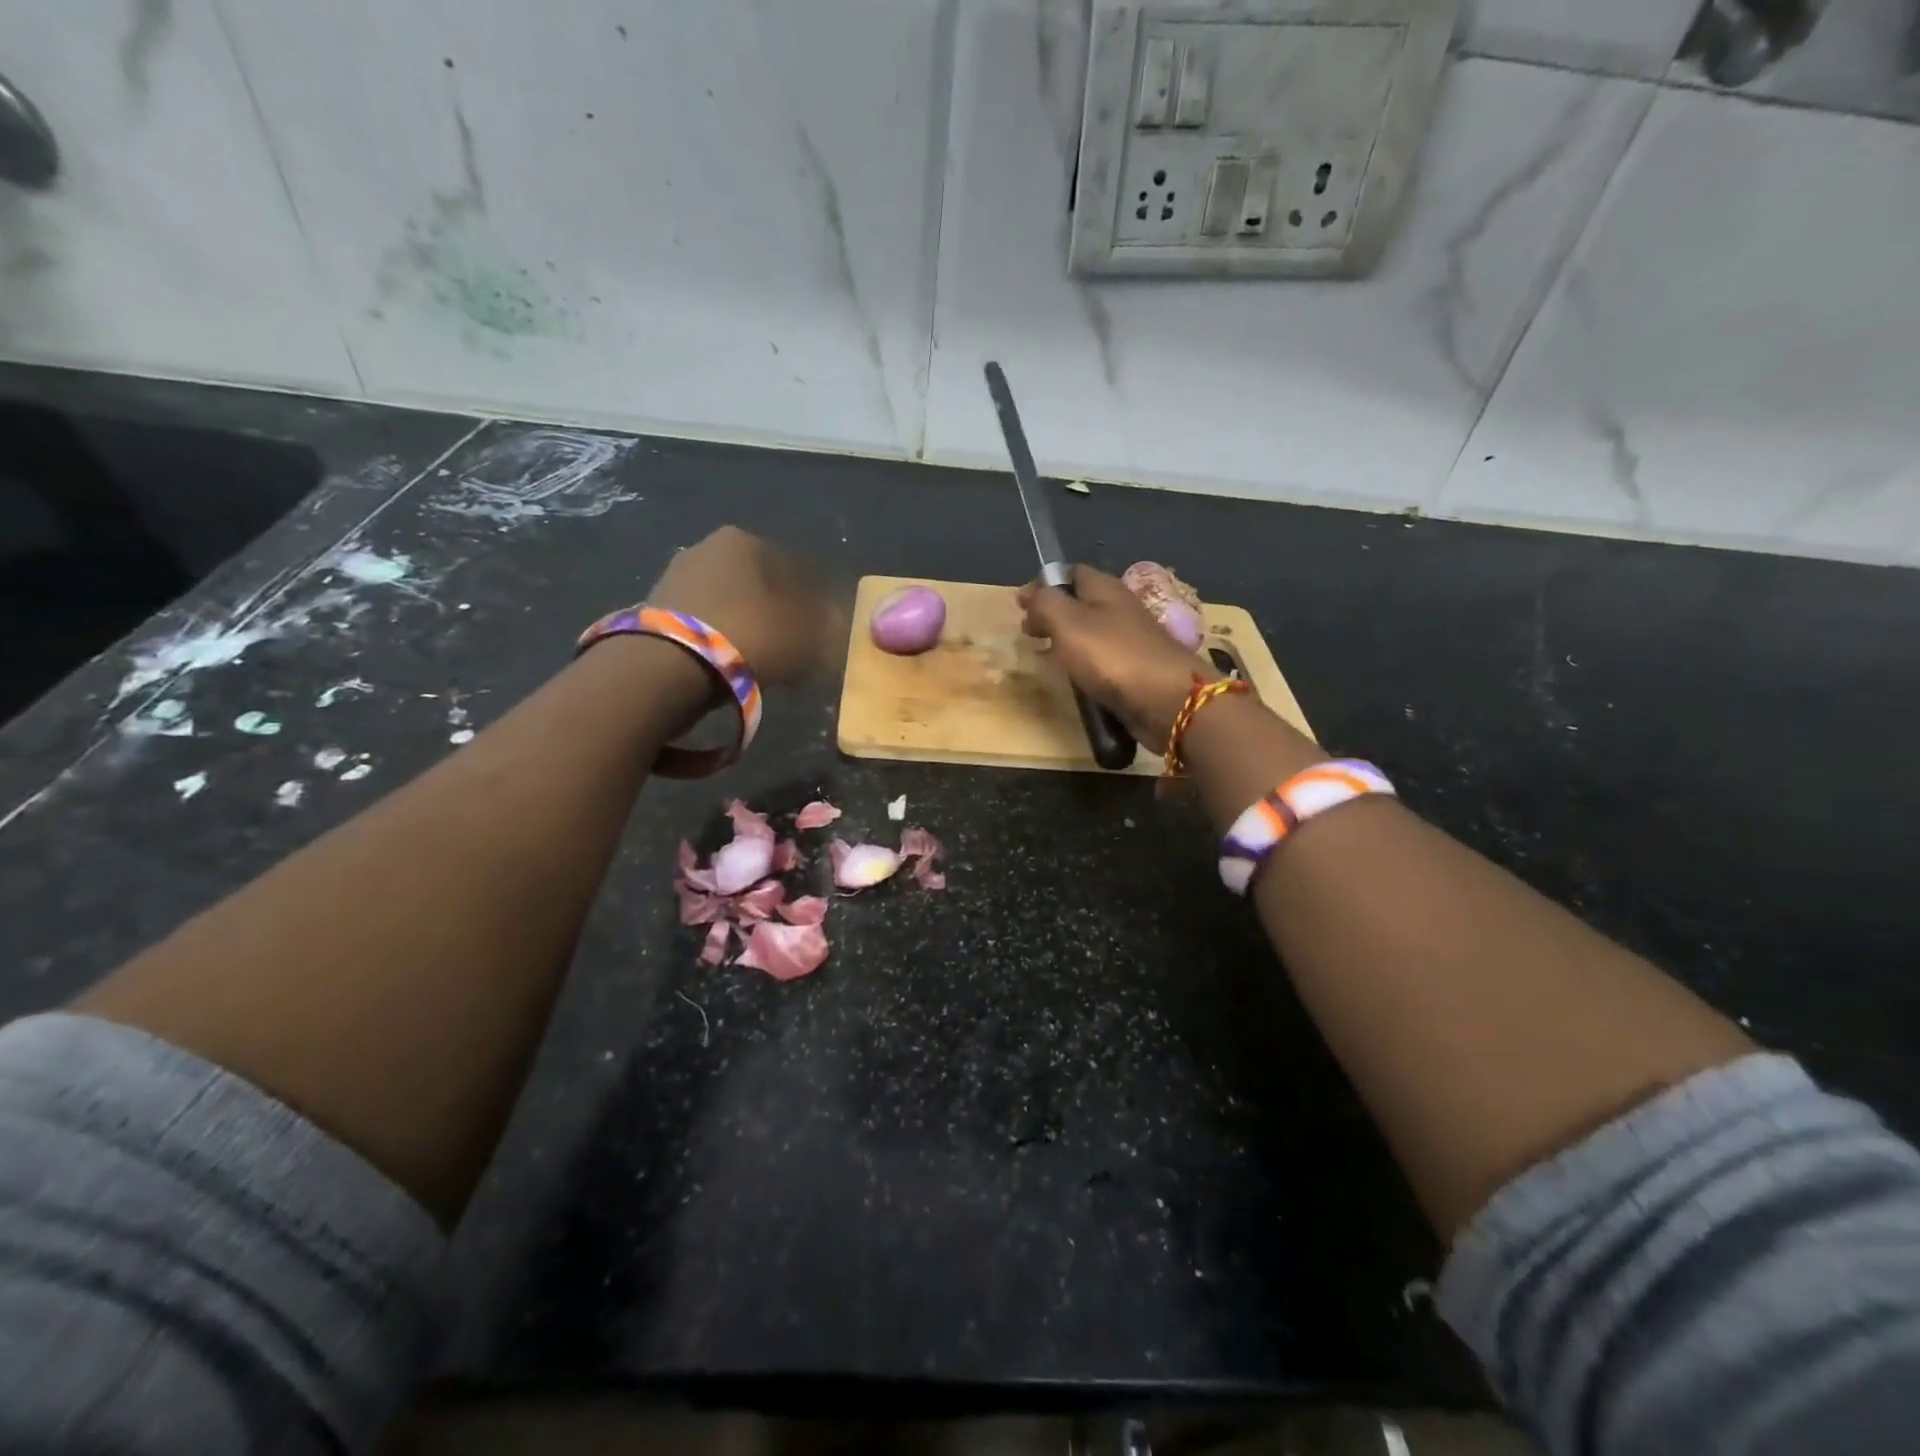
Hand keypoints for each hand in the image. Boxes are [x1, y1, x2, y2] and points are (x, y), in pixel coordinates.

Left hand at [649, 526, 834, 685]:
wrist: (672, 665)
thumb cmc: (752, 635)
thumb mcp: (807, 634)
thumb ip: (827, 625)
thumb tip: (836, 623)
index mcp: (747, 541)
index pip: (796, 569)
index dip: (815, 603)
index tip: (823, 633)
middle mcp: (709, 547)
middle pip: (759, 585)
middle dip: (778, 614)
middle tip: (794, 649)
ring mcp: (678, 576)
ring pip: (731, 604)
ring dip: (749, 627)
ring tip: (764, 662)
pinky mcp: (656, 609)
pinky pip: (706, 624)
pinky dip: (723, 639)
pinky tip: (733, 664)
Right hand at [1018, 566, 1209, 751]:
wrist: (1166, 700)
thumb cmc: (1112, 655)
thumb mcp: (1067, 621)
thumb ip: (1044, 603)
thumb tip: (1030, 597)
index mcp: (1105, 588)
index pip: (1071, 572)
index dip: (1044, 584)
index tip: (1020, 606)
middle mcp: (1120, 608)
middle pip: (1080, 602)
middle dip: (1052, 613)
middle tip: (1029, 633)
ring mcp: (1131, 640)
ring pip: (1091, 632)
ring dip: (1067, 640)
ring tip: (1045, 656)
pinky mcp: (1136, 669)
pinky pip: (1102, 659)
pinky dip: (1083, 663)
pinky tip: (1073, 677)